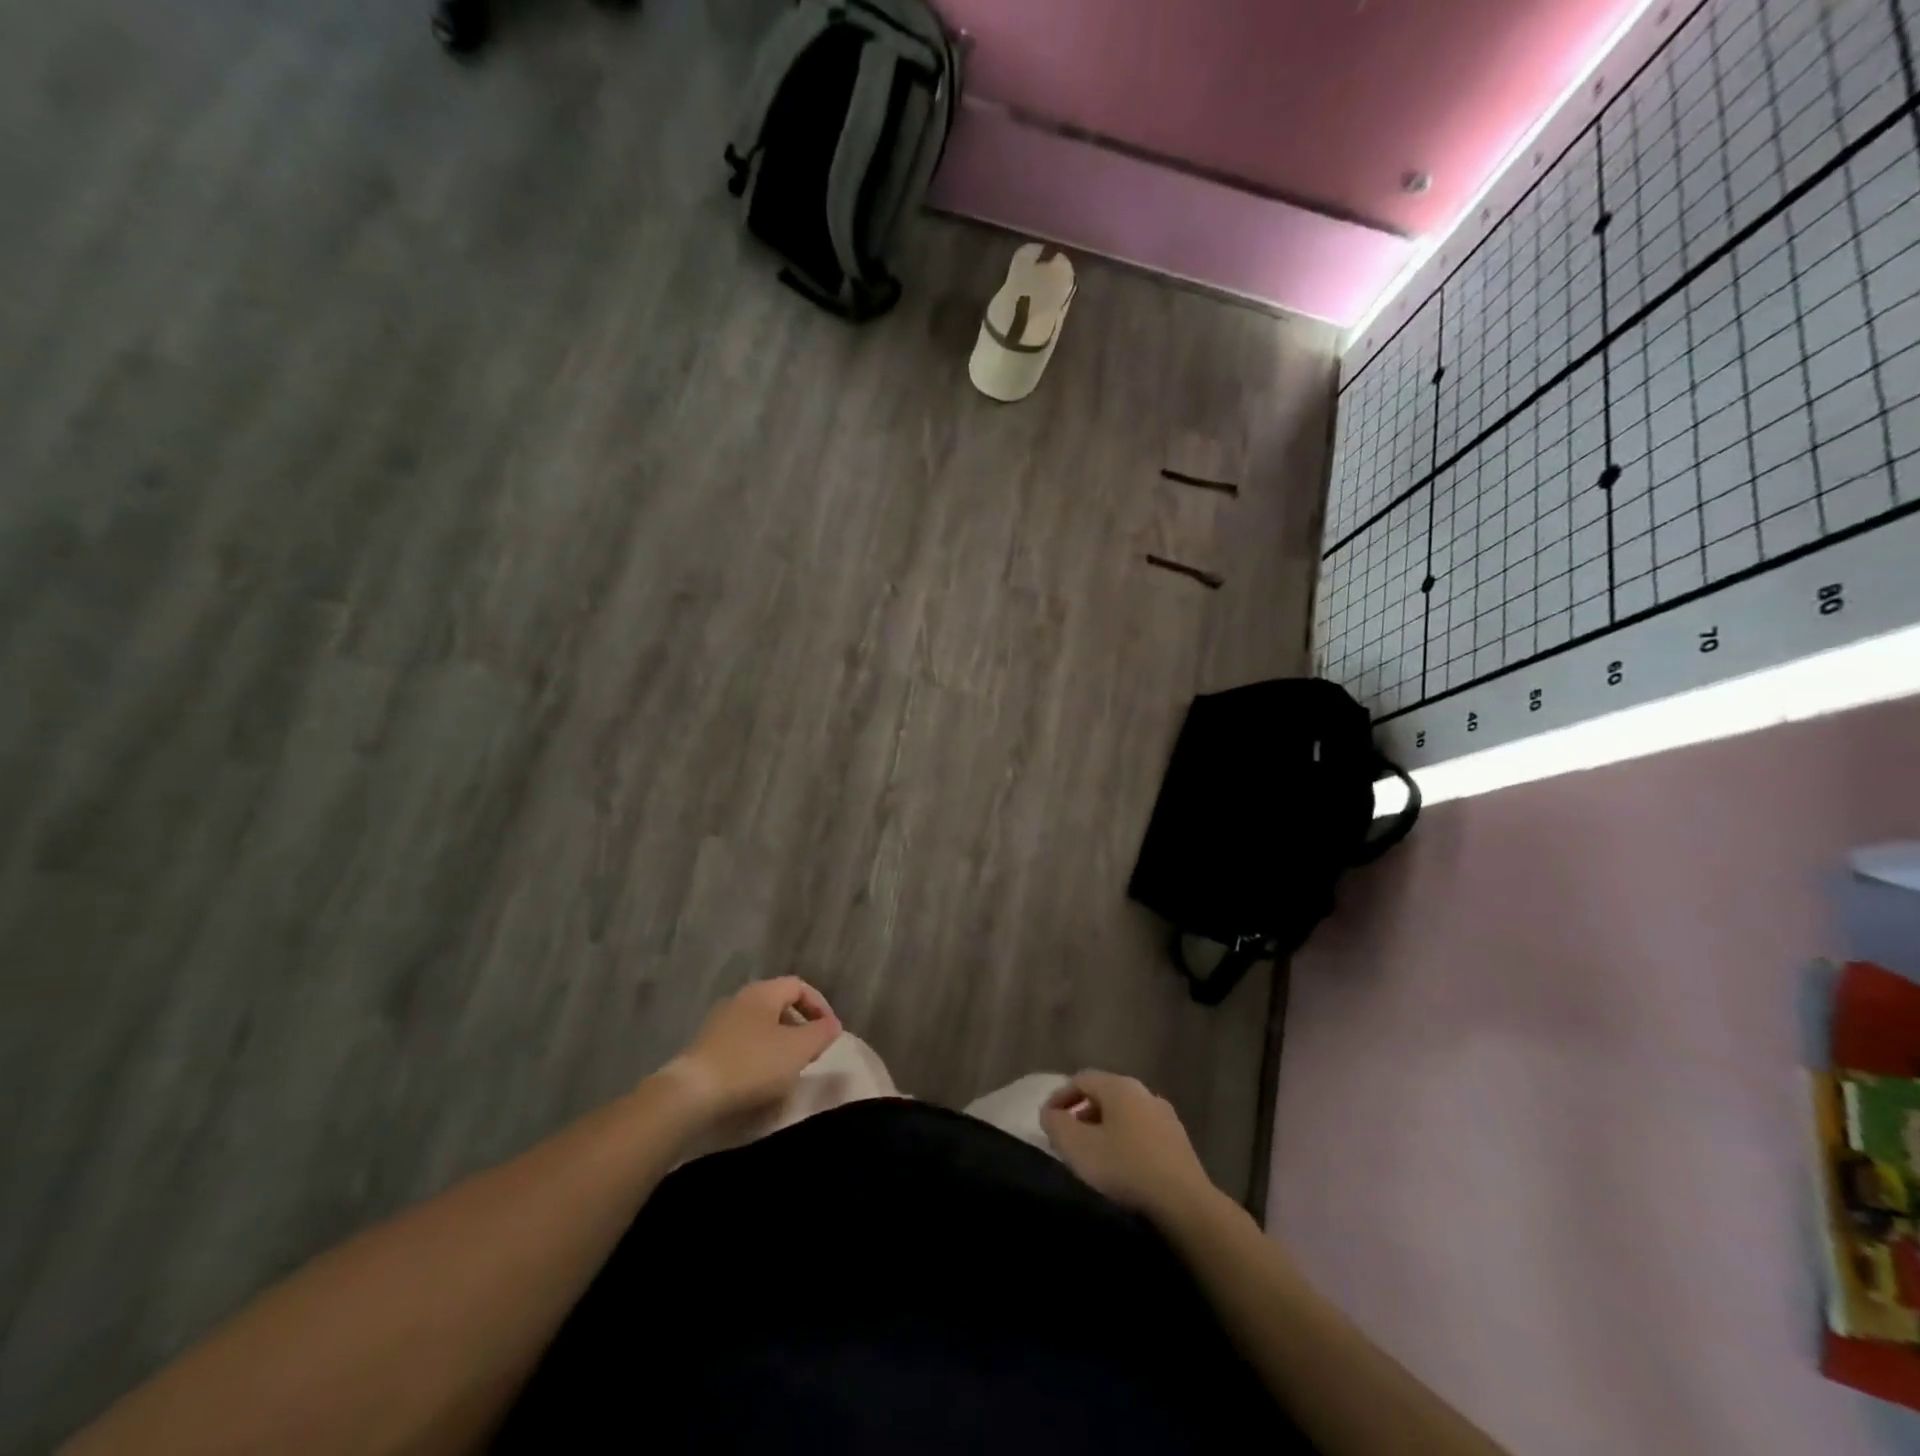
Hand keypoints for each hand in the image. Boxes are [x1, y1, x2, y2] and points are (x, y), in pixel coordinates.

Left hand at [661, 977, 842, 1125]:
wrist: (691, 1094)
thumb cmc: (752, 1064)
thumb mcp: (798, 1049)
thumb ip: (821, 1033)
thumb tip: (832, 1024)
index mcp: (763, 992)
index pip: (799, 986)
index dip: (820, 1006)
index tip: (830, 1033)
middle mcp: (740, 999)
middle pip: (778, 1004)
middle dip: (799, 1025)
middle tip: (811, 1051)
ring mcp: (719, 1023)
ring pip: (760, 1025)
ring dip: (779, 1042)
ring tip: (788, 1068)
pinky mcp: (705, 1047)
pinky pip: (742, 1043)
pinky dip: (758, 1055)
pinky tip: (760, 1080)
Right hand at [1041, 1071, 1219, 1223]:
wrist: (1184, 1204)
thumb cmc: (1124, 1168)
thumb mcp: (1077, 1147)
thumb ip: (1056, 1125)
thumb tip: (1049, 1113)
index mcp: (1119, 1086)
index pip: (1081, 1079)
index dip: (1059, 1097)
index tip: (1046, 1120)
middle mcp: (1143, 1092)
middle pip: (1104, 1094)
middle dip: (1082, 1112)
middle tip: (1068, 1138)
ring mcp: (1165, 1116)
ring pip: (1125, 1114)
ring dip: (1104, 1128)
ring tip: (1093, 1154)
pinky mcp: (1179, 1142)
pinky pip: (1142, 1132)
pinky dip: (1126, 1141)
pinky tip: (1123, 1166)